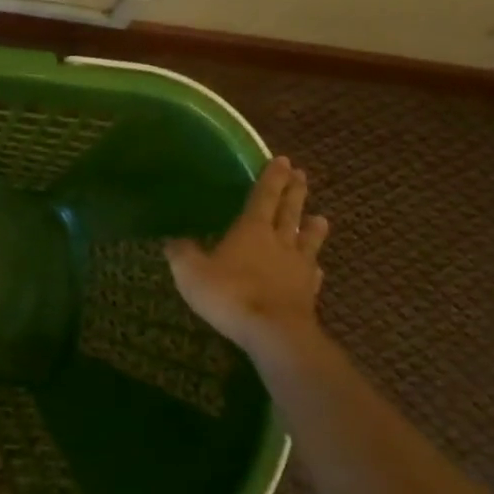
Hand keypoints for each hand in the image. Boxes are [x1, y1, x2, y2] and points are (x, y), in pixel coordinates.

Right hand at [164, 156, 329, 351]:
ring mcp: (297, 267)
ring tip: (320, 217)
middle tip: (302, 175)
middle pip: (289, 211)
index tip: (283, 160)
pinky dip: (314, 266)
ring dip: (313, 227)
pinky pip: (312, 273)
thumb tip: (173, 240)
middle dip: (294, 192)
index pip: (263, 196)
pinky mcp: (308, 292)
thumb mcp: (190, 271)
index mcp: (251, 229)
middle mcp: (279, 241)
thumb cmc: (229, 293)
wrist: (273, 332)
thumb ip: (182, 252)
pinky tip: (316, 267)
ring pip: (307, 240)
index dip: (272, 178)